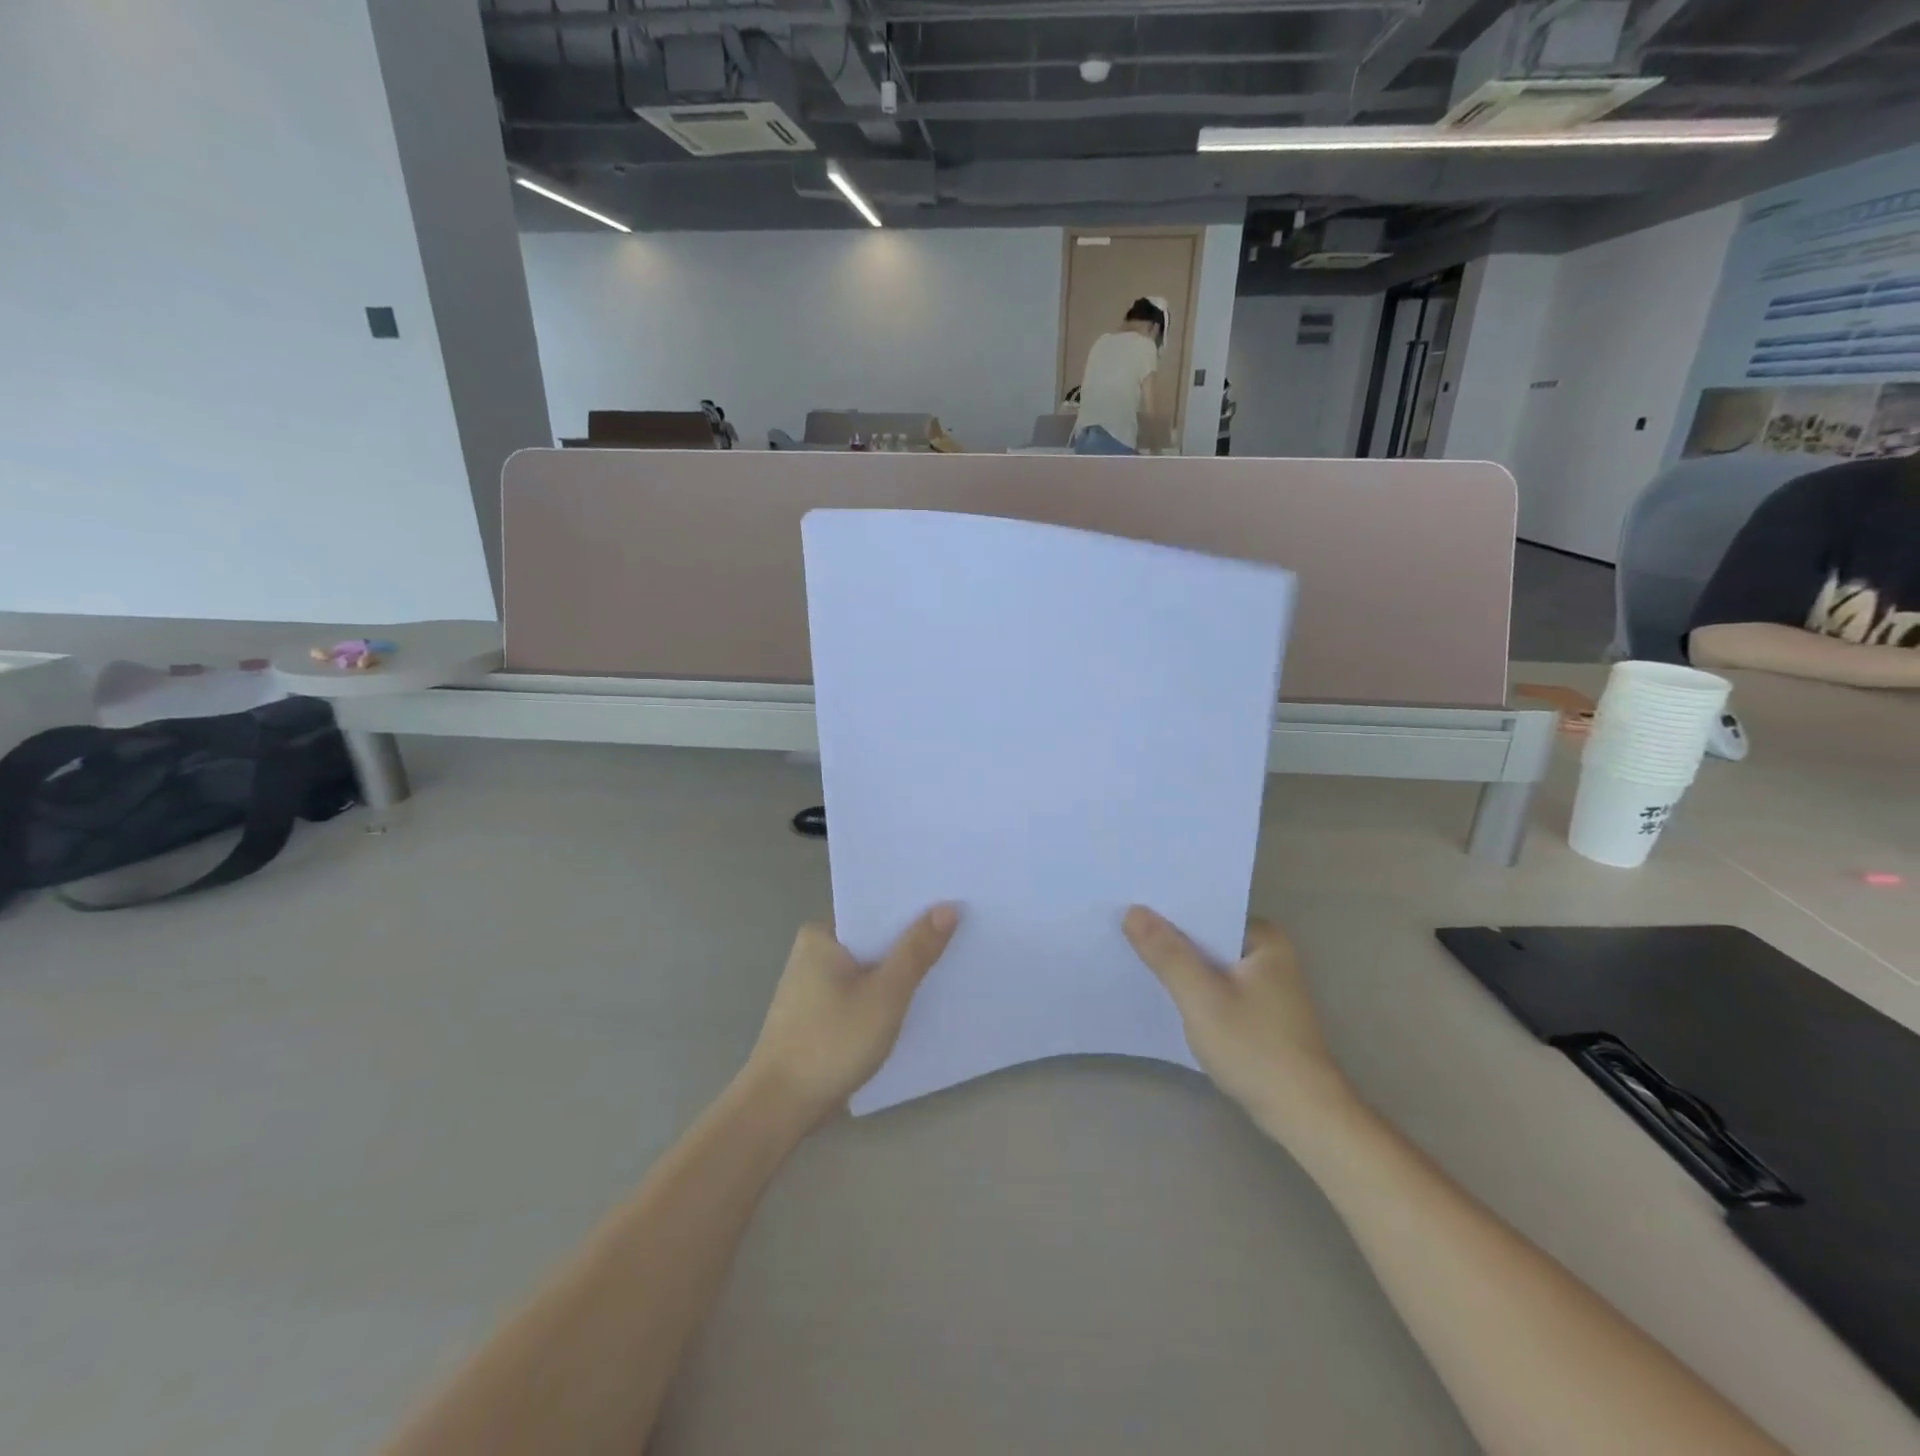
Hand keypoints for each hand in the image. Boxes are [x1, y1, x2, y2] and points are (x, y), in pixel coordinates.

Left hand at [741, 906, 958, 1125]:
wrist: (779, 1108)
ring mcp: (814, 985)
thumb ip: (916, 951)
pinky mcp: (819, 1014)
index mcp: (821, 934)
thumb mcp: (884, 995)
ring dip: (899, 970)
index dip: (914, 908)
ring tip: (948, 962)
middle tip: (961, 932)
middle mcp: (814, 951)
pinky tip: (916, 1001)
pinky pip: (861, 991)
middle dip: (911, 940)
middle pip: (874, 938)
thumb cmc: (831, 1043)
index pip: (876, 909)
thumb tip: (947, 907)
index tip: (953, 903)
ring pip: (869, 967)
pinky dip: (884, 994)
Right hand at [1123, 907, 1353, 1136]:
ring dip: (1180, 964)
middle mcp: (1269, 954)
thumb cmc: (1255, 1049)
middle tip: (1122, 927)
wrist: (1303, 1116)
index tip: (1129, 904)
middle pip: (1207, 936)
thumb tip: (1132, 910)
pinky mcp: (1259, 1013)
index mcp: (1264, 938)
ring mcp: (1266, 985)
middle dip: (1170, 937)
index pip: (1207, 910)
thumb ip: (1167, 954)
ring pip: (1210, 964)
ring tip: (1133, 953)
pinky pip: (1217, 986)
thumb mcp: (1202, 998)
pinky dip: (1194, 988)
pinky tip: (1164, 992)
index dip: (1167, 909)